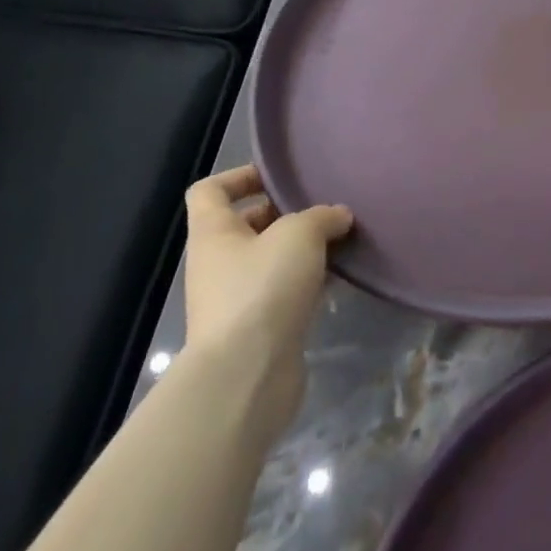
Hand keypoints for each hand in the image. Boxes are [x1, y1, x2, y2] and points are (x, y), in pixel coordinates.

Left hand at [182, 165, 351, 431]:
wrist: (247, 374)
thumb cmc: (263, 288)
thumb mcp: (299, 235)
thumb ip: (321, 217)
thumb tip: (338, 216)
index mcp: (214, 234)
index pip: (210, 191)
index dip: (241, 176)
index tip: (281, 177)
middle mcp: (218, 263)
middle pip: (246, 225)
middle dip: (285, 214)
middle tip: (325, 208)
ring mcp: (236, 298)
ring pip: (270, 260)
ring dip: (302, 250)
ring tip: (341, 241)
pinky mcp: (259, 328)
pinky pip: (285, 291)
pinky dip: (310, 282)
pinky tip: (339, 280)